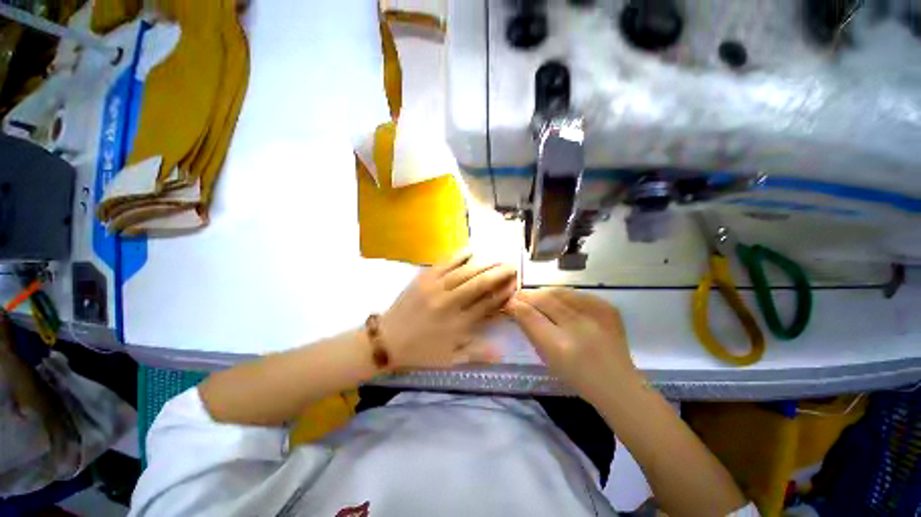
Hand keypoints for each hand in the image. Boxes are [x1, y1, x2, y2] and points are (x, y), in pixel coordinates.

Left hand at [380, 253, 516, 368]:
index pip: (488, 304)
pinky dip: (459, 256)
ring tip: (497, 258)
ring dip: (484, 263)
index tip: (515, 284)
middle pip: (480, 283)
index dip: (504, 293)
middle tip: (512, 265)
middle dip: (499, 273)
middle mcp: (450, 303)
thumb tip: (502, 352)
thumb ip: (477, 354)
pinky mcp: (423, 278)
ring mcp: (436, 288)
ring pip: (465, 271)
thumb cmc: (421, 351)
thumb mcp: (450, 359)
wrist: (387, 339)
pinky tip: (471, 251)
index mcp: (458, 324)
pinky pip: (445, 263)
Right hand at [506, 288, 639, 400]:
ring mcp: (596, 315)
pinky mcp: (608, 309)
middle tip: (518, 295)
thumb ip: (531, 330)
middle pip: (544, 299)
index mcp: (559, 346)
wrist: (617, 384)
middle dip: (527, 295)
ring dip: (544, 293)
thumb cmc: (576, 377)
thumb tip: (516, 309)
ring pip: (560, 292)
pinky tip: (560, 301)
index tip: (509, 302)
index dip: (516, 305)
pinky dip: (564, 295)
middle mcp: (578, 327)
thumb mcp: (547, 358)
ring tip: (537, 296)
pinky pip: (578, 294)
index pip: (529, 315)